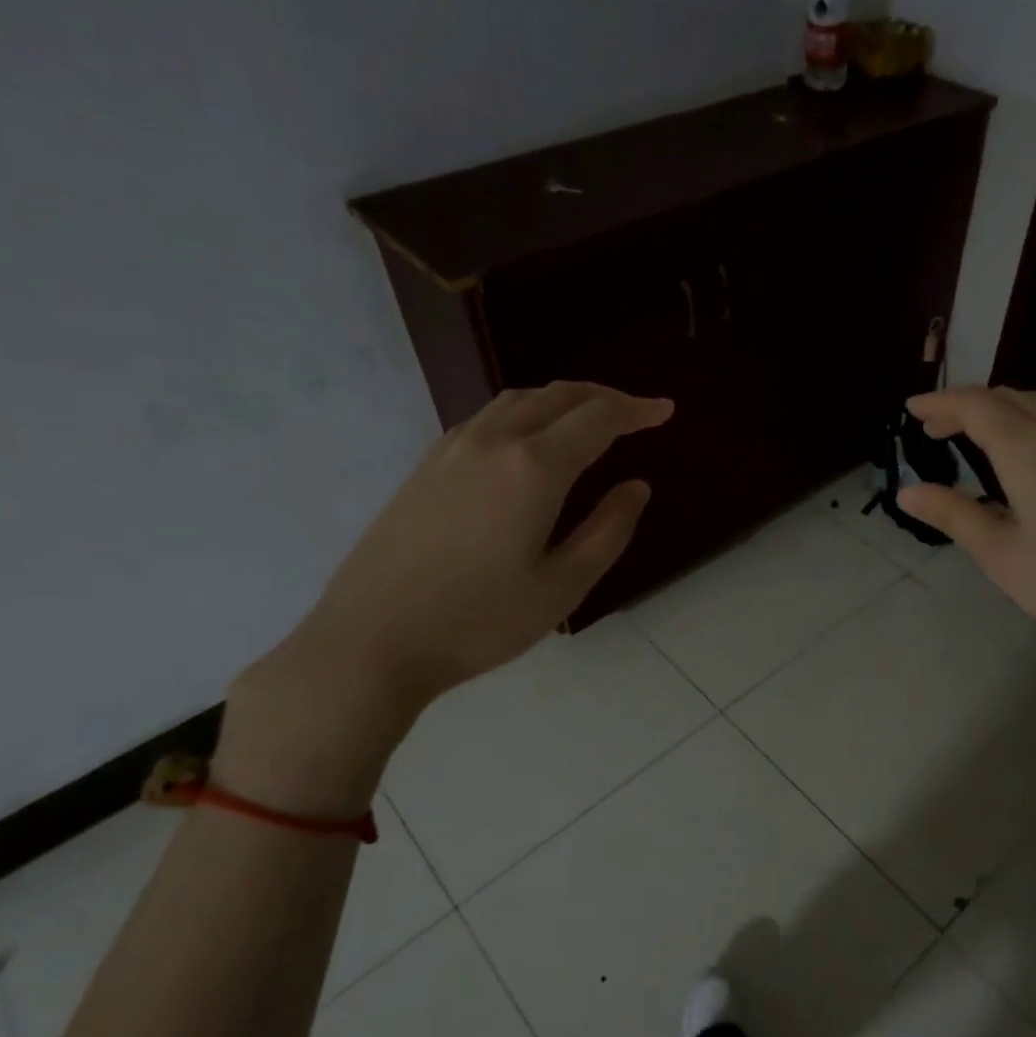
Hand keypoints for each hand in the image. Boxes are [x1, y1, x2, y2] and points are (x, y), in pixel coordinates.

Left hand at [303, 381, 673, 705]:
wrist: (370, 641)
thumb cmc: (479, 621)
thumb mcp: (563, 586)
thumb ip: (608, 531)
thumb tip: (636, 487)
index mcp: (533, 468)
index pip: (597, 418)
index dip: (637, 410)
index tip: (665, 411)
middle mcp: (493, 441)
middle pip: (558, 396)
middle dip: (603, 398)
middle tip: (635, 414)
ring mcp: (452, 449)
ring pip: (518, 401)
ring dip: (562, 401)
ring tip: (588, 421)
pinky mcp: (426, 466)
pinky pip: (488, 419)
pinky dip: (526, 415)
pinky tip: (530, 444)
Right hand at [899, 386, 1035, 704]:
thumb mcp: (1002, 555)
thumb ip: (954, 515)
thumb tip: (907, 491)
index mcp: (1028, 449)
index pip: (975, 406)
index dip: (940, 402)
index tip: (910, 408)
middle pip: (1006, 398)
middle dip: (965, 404)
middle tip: (932, 425)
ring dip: (1000, 407)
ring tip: (974, 430)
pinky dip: (1030, 417)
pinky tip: (1028, 447)